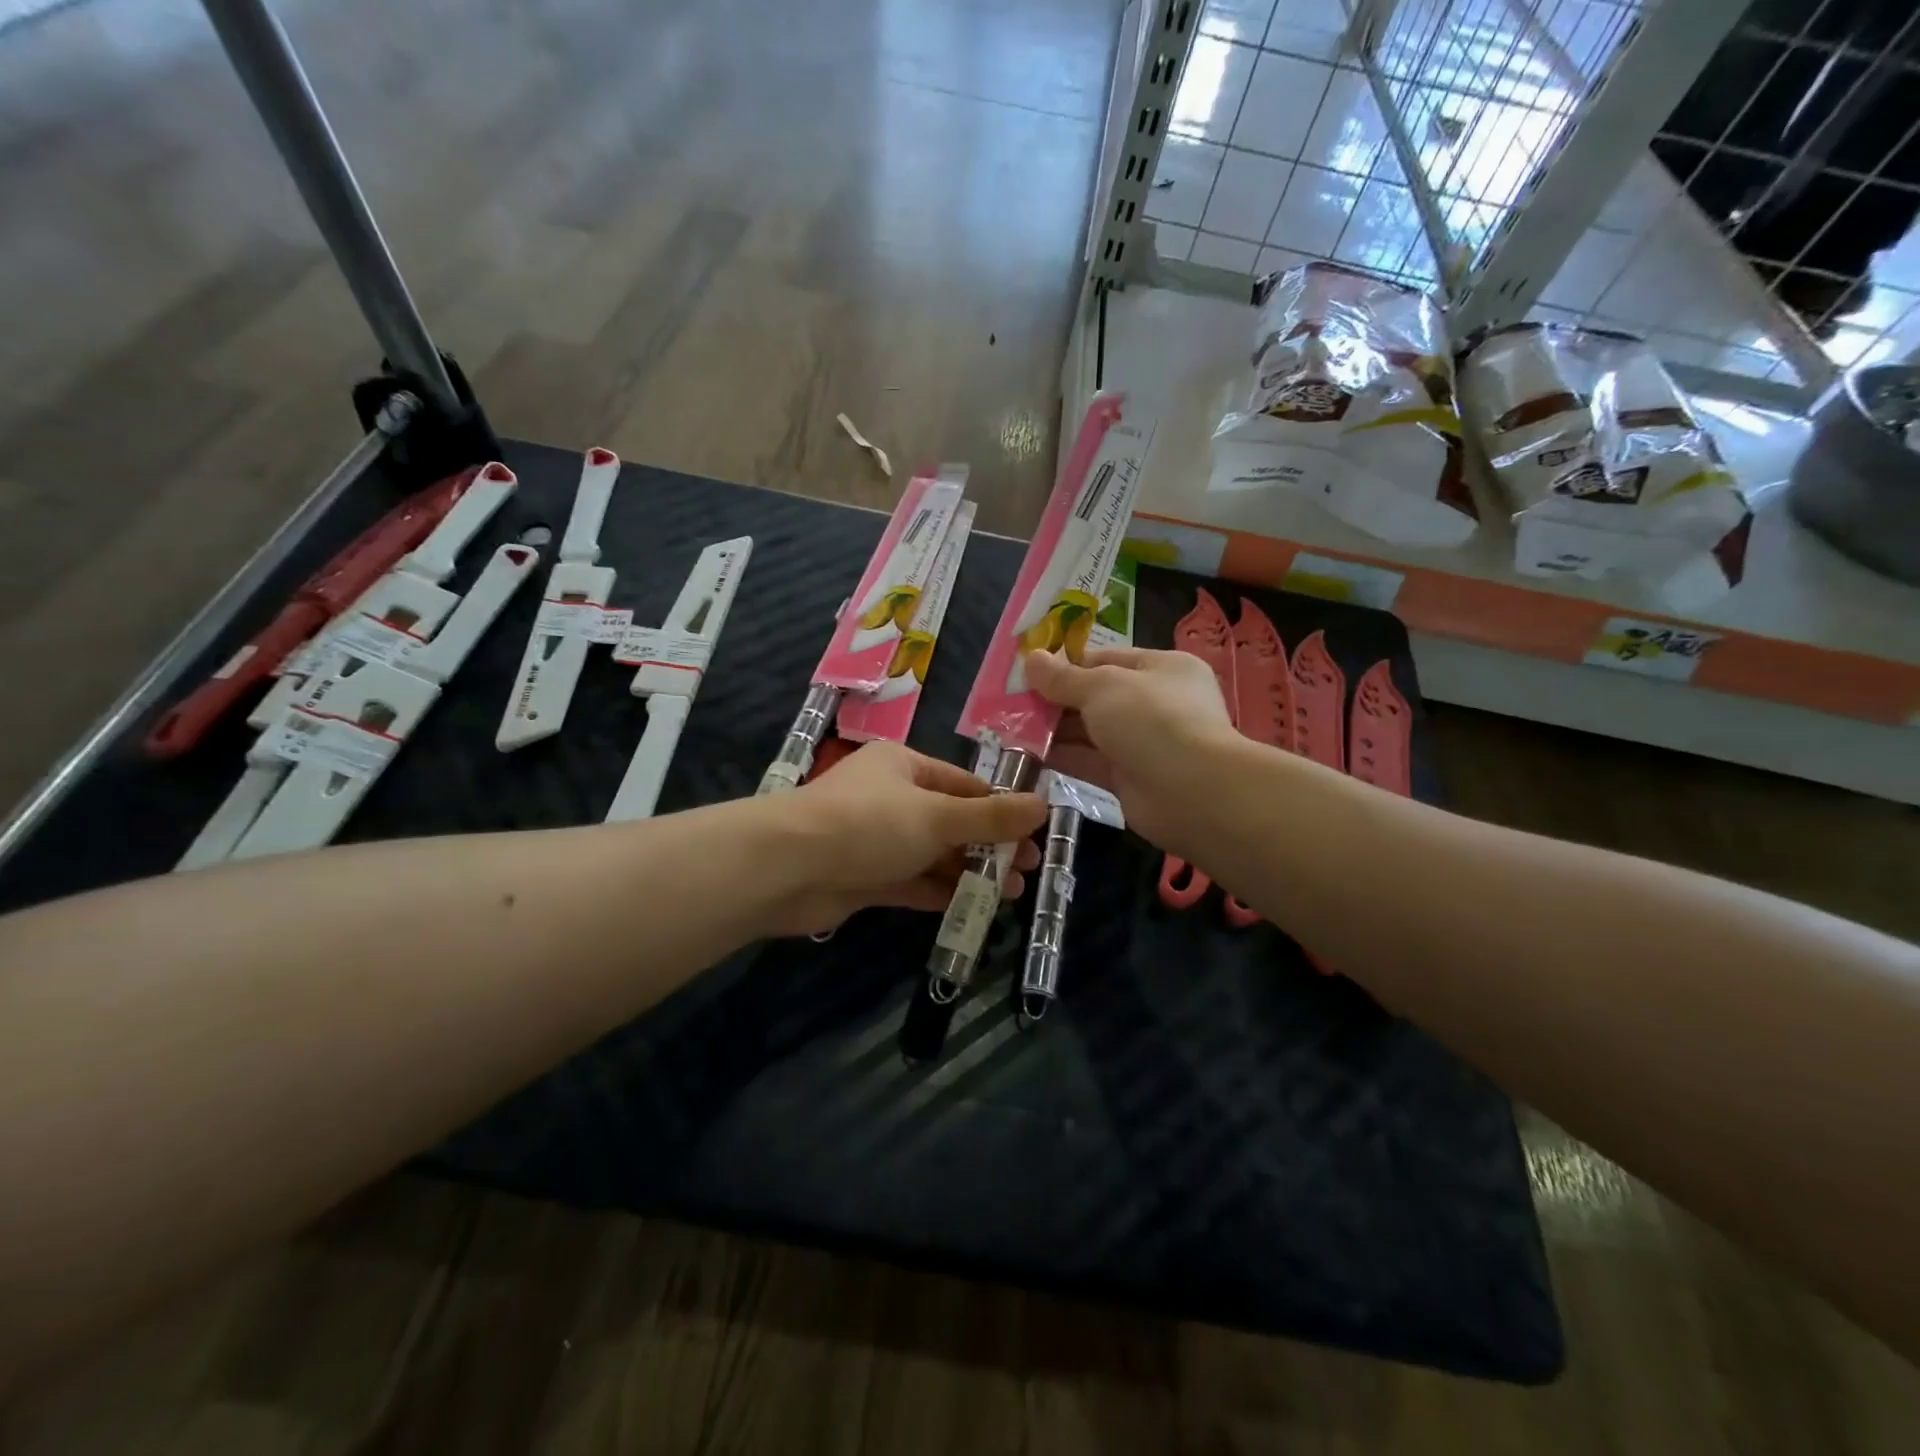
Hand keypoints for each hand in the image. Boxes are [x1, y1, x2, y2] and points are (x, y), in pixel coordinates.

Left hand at [767, 742, 1045, 935]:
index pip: (965, 785)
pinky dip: (939, 892)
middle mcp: (891, 799)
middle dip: (990, 845)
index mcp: (905, 767)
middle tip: (1028, 869)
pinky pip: (911, 882)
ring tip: (1011, 892)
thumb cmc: (868, 825)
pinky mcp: (864, 877)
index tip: (1036, 833)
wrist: (787, 868)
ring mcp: (876, 840)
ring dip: (970, 871)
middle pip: (952, 821)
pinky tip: (972, 906)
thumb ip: (989, 818)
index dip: (1001, 808)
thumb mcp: (937, 816)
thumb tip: (1043, 805)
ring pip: (933, 854)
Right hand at [1024, 646, 1236, 855]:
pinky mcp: (1130, 779)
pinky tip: (1027, 755)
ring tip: (1011, 728)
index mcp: (1161, 668)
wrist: (1192, 793)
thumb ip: (1064, 678)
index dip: (1065, 665)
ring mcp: (1143, 743)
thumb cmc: (1152, 721)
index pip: (1105, 659)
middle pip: (1095, 696)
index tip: (1026, 673)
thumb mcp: (1103, 688)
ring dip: (1054, 731)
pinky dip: (1062, 758)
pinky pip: (1090, 762)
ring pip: (1090, 731)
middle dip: (1054, 700)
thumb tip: (1031, 659)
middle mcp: (1154, 703)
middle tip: (1011, 704)